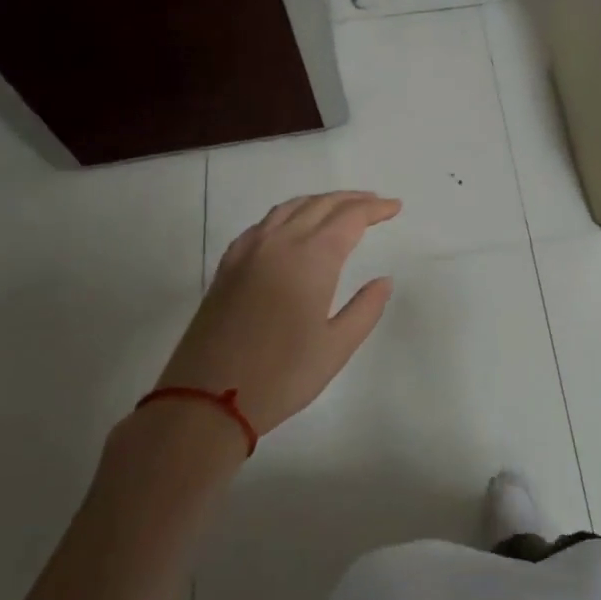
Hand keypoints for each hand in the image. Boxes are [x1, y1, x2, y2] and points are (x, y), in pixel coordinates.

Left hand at [155, 192, 401, 433]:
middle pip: (321, 205)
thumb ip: (366, 309)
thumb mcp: (336, 347)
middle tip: (375, 204)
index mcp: (311, 258)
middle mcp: (280, 243)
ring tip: (340, 208)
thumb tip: (383, 280)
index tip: (395, 207)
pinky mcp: (228, 265)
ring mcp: (249, 251)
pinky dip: (289, 214)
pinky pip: (264, 223)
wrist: (205, 399)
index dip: (375, 209)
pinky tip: (292, 228)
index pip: (350, 218)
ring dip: (320, 202)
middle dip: (352, 200)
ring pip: (290, 207)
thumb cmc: (281, 375)